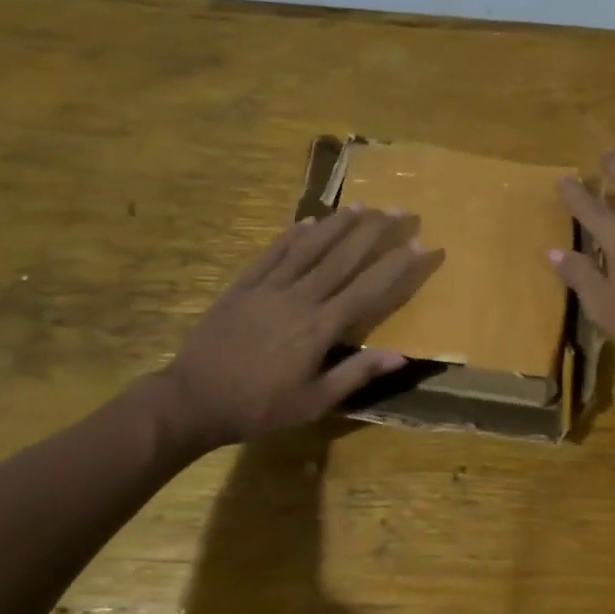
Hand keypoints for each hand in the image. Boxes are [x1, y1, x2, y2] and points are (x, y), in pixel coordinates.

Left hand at [154, 208, 439, 448]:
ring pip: (310, 247)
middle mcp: (300, 297)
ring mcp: (269, 287)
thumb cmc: (259, 407)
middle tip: (401, 210)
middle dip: (376, 232)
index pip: (369, 289)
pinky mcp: (243, 286)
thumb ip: (356, 374)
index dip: (398, 266)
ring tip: (363, 206)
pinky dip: (292, 235)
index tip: (423, 245)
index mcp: (320, 327)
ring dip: (339, 224)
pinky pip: (272, 253)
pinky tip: (307, 221)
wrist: (192, 400)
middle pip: (343, 257)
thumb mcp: (314, 402)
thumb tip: (400, 356)